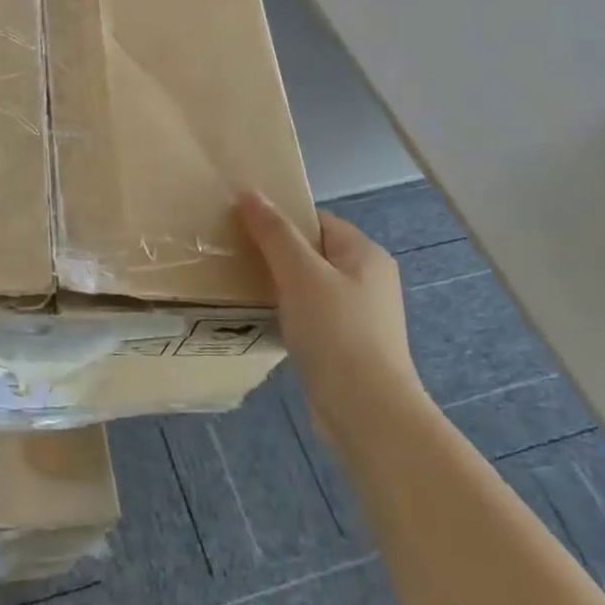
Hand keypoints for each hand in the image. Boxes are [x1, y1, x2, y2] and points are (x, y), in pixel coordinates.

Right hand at [237, 193, 426, 445]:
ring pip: (309, 286)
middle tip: (235, 257)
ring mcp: (360, 316)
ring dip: (279, 286)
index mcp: (365, 254)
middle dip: (276, 254)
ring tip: (242, 288)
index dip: (281, 220)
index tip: (242, 228)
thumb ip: (274, 233)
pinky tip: (263, 322)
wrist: (366, 411)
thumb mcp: (300, 274)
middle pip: (312, 252)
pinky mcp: (347, 346)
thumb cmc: (336, 331)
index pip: (317, 220)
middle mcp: (368, 280)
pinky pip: (311, 316)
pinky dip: (288, 314)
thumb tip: (249, 192)